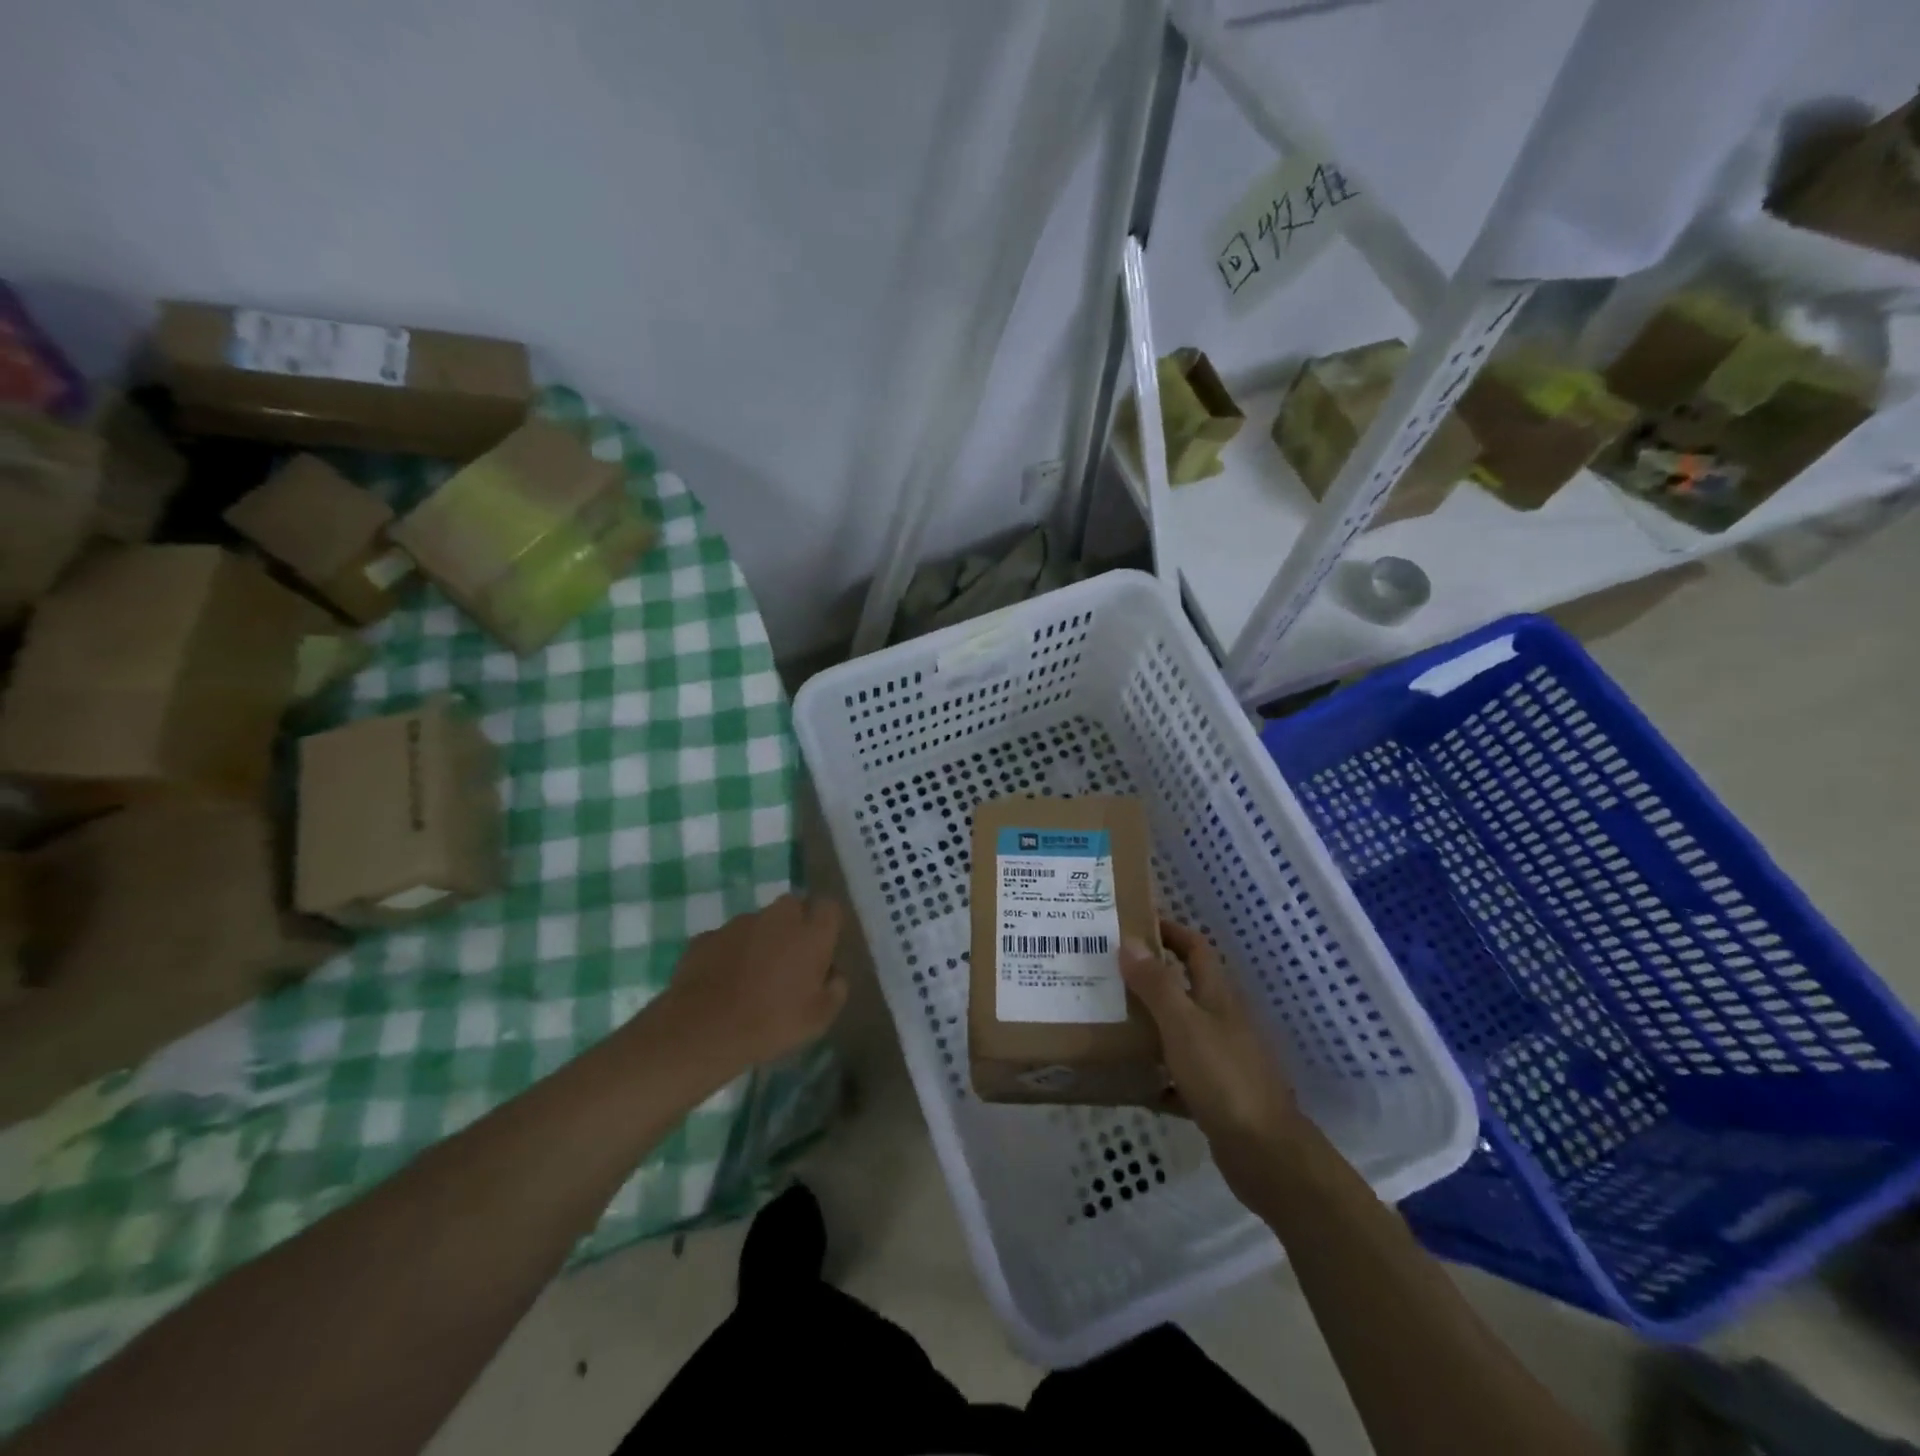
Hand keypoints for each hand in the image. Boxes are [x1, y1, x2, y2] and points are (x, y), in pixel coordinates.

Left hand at [655, 894, 848, 1076]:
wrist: (702, 1030)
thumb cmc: (771, 1023)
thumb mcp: (819, 1019)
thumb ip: (835, 989)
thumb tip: (833, 974)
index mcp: (810, 933)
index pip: (829, 908)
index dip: (827, 925)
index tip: (824, 947)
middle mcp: (777, 917)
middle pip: (792, 906)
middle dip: (794, 925)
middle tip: (790, 960)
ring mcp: (738, 924)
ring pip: (758, 922)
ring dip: (760, 939)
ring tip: (752, 976)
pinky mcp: (706, 936)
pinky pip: (727, 940)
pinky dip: (730, 953)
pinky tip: (723, 982)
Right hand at [1121, 919, 1309, 1211]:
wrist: (1266, 1154)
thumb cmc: (1223, 1077)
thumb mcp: (1182, 1024)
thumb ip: (1156, 984)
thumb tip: (1128, 941)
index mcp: (1217, 996)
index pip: (1194, 948)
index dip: (1168, 931)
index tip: (1132, 924)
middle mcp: (1221, 1021)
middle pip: (1184, 988)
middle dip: (1149, 977)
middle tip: (1106, 973)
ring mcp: (1220, 1060)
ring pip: (1178, 1031)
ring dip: (1148, 1024)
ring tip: (1107, 1019)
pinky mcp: (1214, 1096)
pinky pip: (1177, 1077)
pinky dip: (1155, 1075)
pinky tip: (1128, 1080)